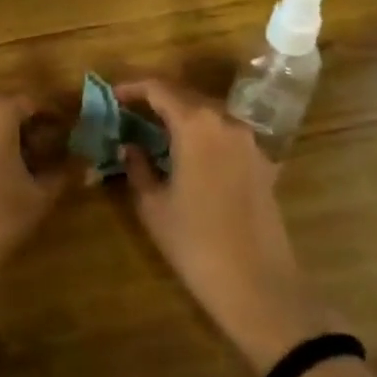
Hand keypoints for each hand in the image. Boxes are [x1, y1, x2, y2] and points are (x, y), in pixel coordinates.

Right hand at [117, 79, 340, 371]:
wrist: (260, 288)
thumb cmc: (196, 244)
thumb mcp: (153, 206)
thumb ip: (137, 167)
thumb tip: (129, 145)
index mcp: (195, 124)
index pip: (158, 88)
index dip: (132, 88)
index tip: (112, 95)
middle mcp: (226, 121)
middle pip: (186, 96)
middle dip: (156, 101)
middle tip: (130, 114)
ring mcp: (249, 142)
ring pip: (208, 115)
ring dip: (181, 117)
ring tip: (156, 134)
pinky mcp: (263, 163)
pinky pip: (226, 136)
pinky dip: (204, 136)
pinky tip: (189, 158)